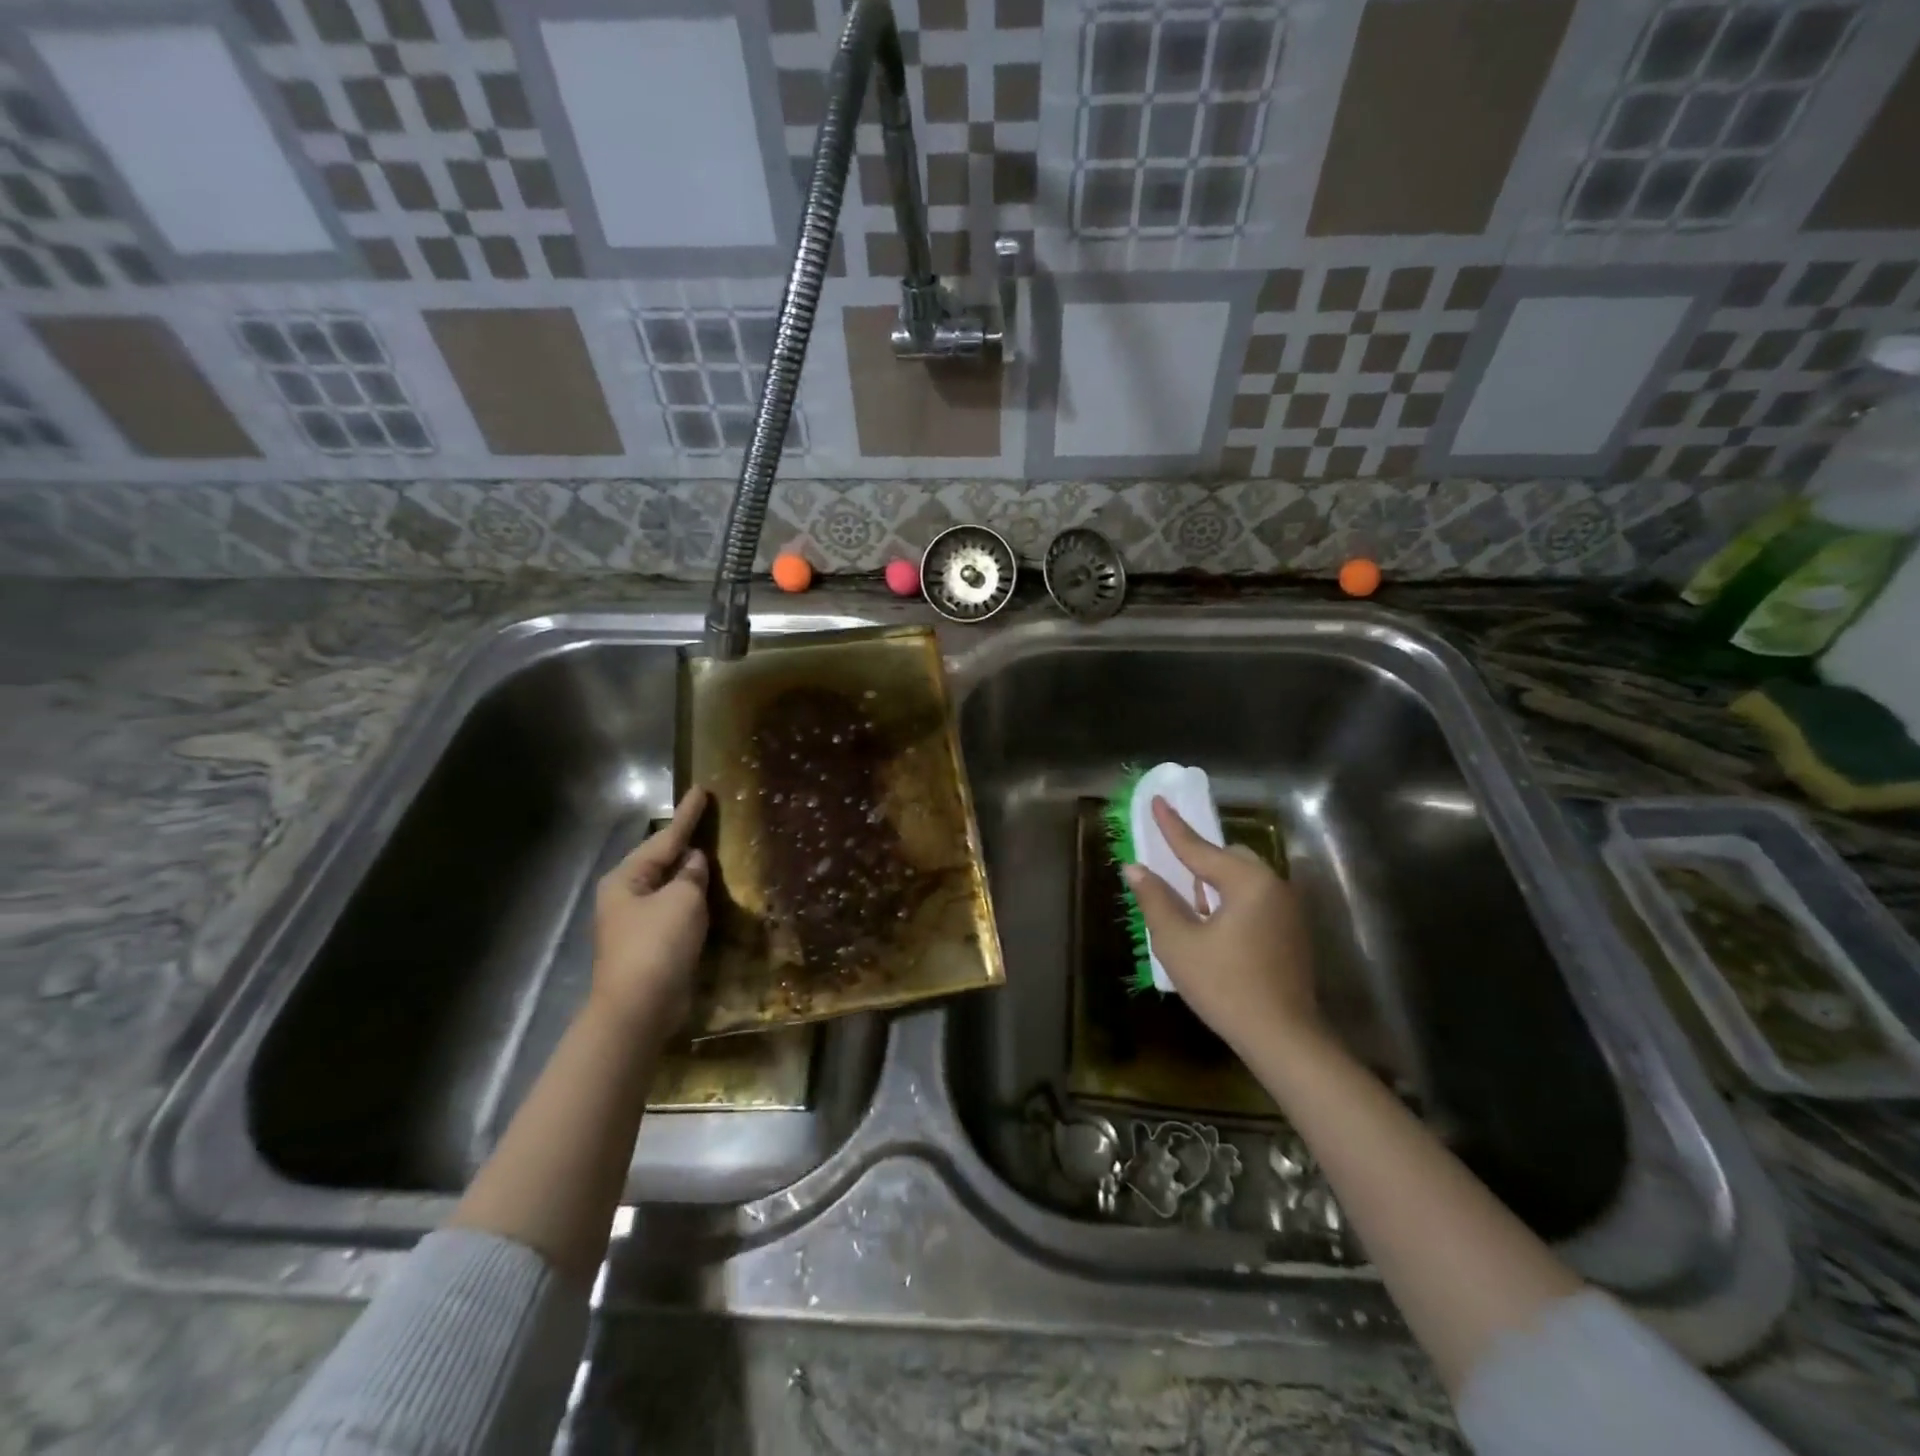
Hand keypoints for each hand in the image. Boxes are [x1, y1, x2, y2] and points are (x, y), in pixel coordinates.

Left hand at [590, 787, 709, 1041]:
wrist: (638, 1009)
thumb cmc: (657, 945)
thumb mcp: (682, 900)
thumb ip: (691, 874)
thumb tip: (694, 862)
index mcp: (627, 878)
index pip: (665, 838)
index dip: (687, 814)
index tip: (701, 790)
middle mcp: (625, 896)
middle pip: (661, 861)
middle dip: (685, 843)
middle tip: (709, 819)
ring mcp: (635, 922)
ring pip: (668, 886)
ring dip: (690, 872)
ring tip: (713, 851)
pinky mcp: (650, 945)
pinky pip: (674, 910)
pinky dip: (691, 899)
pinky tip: (709, 893)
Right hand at [1123, 796, 1321, 1059]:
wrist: (1283, 1038)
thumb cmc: (1225, 986)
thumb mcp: (1178, 942)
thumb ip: (1155, 899)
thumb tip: (1135, 868)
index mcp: (1247, 882)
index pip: (1199, 847)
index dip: (1172, 826)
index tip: (1157, 799)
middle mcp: (1273, 886)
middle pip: (1228, 858)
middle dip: (1199, 860)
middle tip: (1172, 870)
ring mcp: (1288, 910)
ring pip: (1244, 880)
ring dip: (1215, 884)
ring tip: (1190, 907)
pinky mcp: (1292, 932)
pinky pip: (1255, 900)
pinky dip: (1231, 901)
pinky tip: (1215, 930)